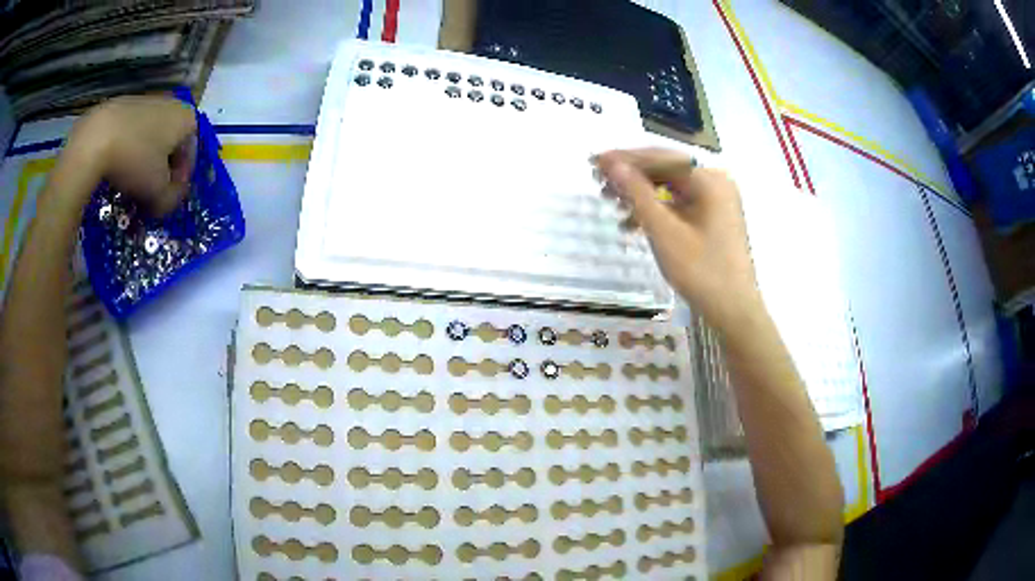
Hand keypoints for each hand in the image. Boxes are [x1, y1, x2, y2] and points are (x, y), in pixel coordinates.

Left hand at [63, 95, 196, 215]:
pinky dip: (125, 151)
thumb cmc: (135, 161)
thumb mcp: (159, 193)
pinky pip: (129, 134)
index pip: (190, 155)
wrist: (95, 138)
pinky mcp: (121, 105)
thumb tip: (167, 199)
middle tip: (147, 195)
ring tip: (128, 185)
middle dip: (160, 172)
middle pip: (169, 145)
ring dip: (142, 162)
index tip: (165, 200)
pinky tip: (114, 169)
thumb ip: (172, 200)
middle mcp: (170, 103)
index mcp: (187, 118)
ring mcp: (144, 101)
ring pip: (148, 139)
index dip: (179, 183)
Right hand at [594, 148, 762, 331]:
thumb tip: (612, 164)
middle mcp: (715, 182)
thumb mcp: (664, 231)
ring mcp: (717, 200)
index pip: (661, 158)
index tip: (595, 161)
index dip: (625, 158)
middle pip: (666, 170)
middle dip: (632, 177)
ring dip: (641, 195)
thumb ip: (637, 193)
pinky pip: (680, 204)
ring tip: (613, 205)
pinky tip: (634, 224)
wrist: (733, 310)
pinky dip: (657, 210)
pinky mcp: (714, 217)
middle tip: (600, 185)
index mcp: (709, 180)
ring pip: (671, 187)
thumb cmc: (700, 270)